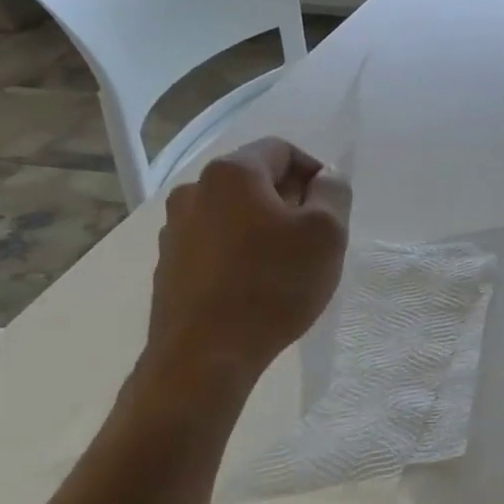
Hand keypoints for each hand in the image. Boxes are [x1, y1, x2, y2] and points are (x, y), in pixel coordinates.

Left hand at [143, 138, 349, 388]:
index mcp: (232, 172)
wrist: (206, 353)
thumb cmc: (274, 284)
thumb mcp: (327, 234)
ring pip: (235, 213)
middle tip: (316, 240)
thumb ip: (334, 193)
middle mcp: (194, 190)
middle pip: (256, 181)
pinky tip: (257, 285)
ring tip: (287, 266)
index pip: (283, 150)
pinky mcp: (170, 263)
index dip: (316, 173)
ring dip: (264, 228)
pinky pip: (216, 243)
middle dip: (291, 202)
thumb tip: (326, 177)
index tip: (333, 210)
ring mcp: (175, 228)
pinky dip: (241, 252)